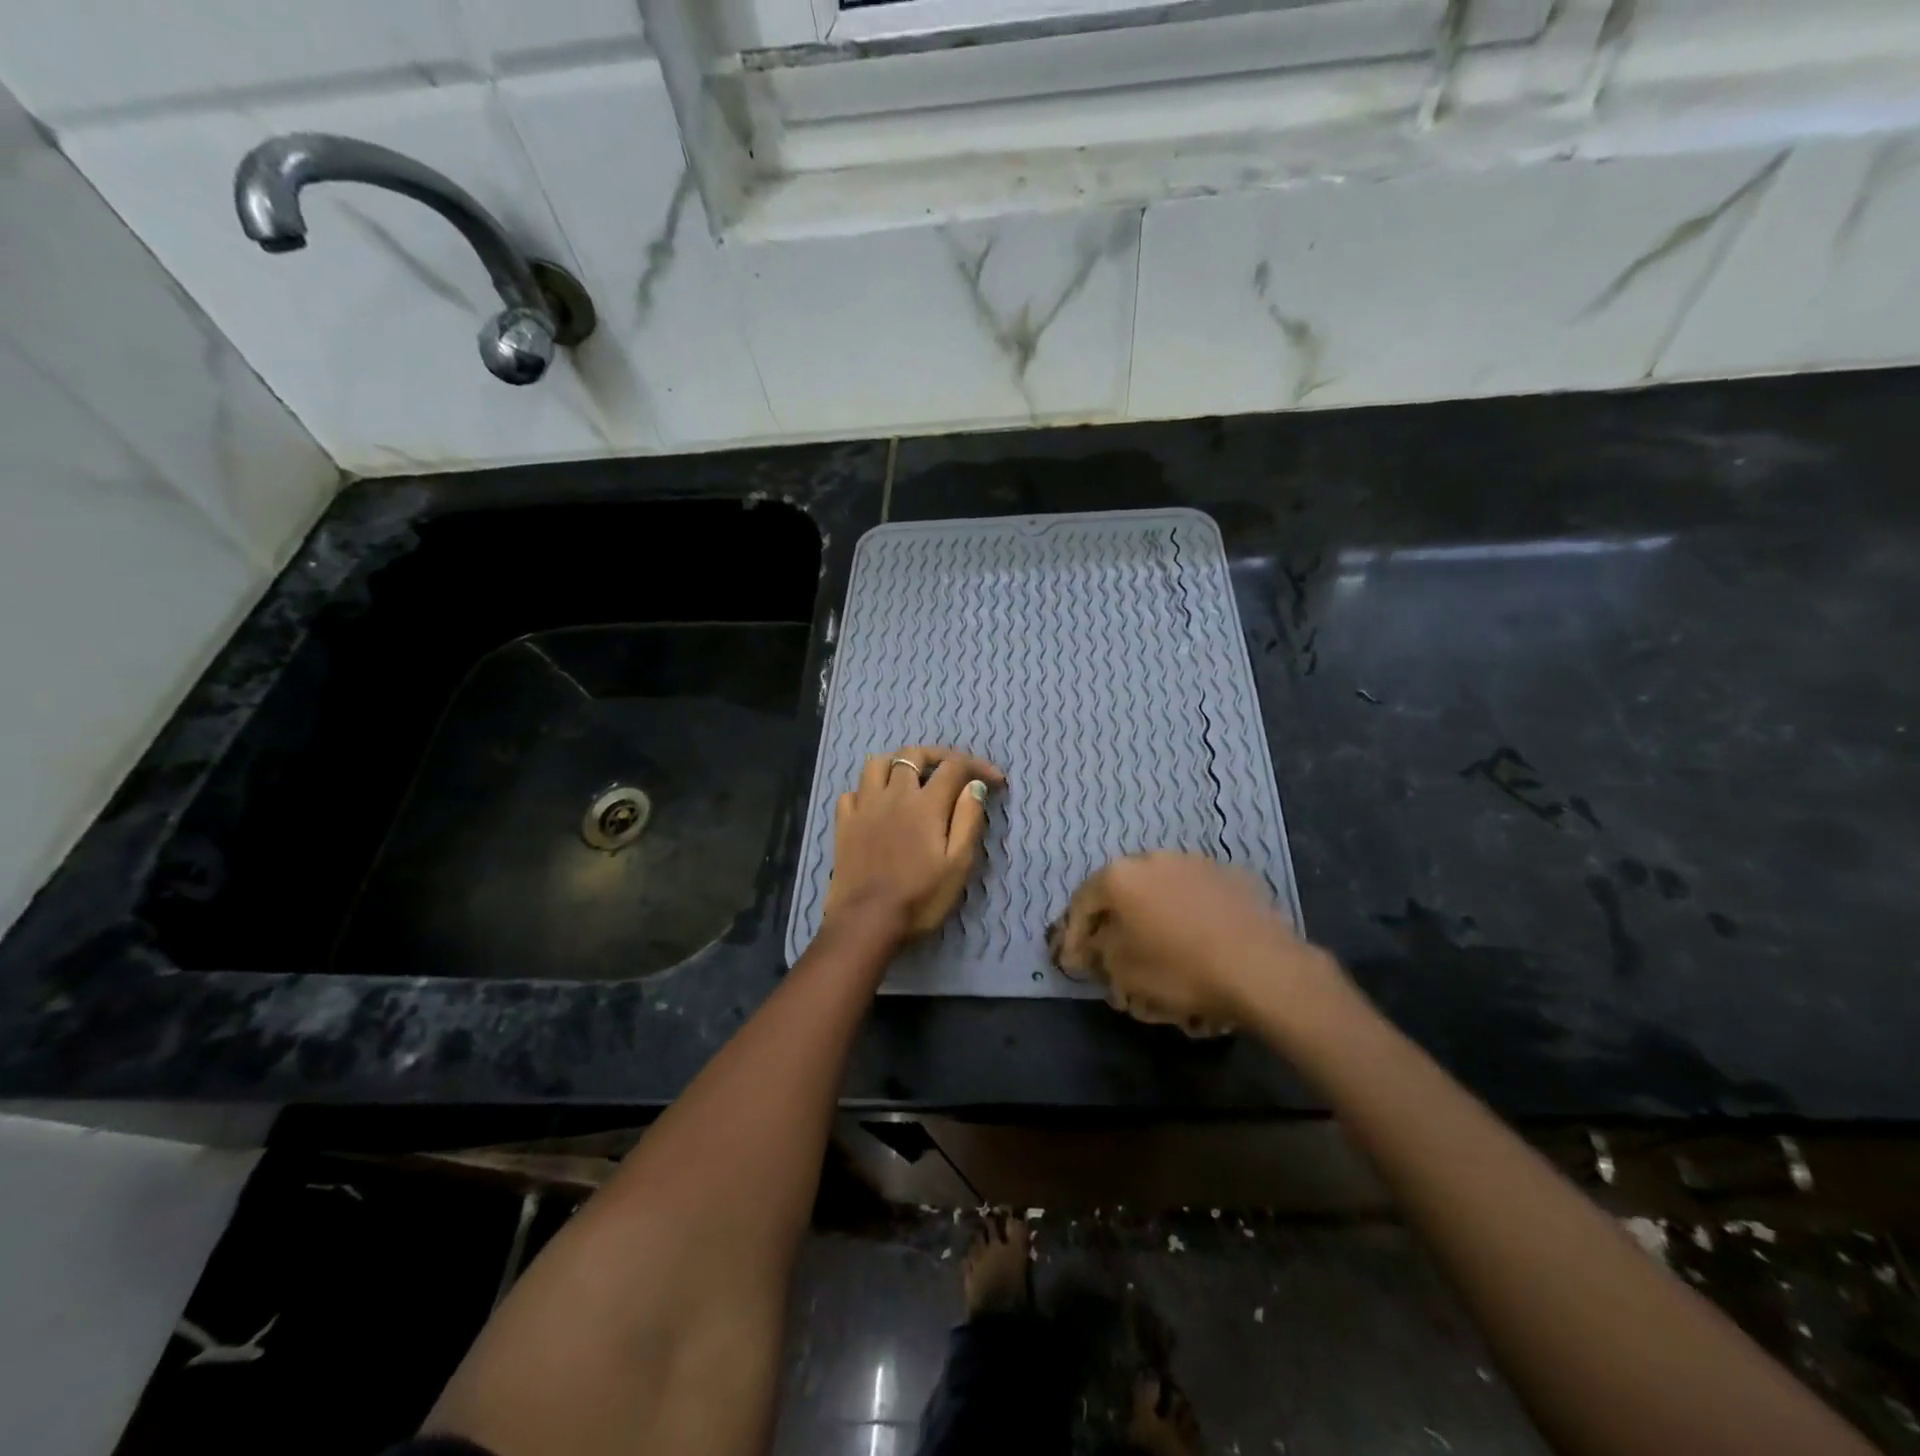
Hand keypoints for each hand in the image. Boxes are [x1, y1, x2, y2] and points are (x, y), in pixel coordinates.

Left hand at [822, 746, 1006, 939]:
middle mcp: (893, 795)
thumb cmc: (919, 897)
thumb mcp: (958, 864)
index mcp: (925, 804)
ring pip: (877, 763)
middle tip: (955, 772)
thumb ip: (968, 820)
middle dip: (939, 756)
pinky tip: (876, 804)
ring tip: (911, 778)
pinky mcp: (844, 823)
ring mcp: (864, 806)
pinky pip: (852, 791)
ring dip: (897, 763)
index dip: (978, 766)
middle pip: (914, 754)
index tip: (996, 781)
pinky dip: (867, 790)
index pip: (955, 767)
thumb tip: (974, 786)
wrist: (866, 921)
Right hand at [1048, 851, 1336, 1034]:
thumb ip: (1098, 952)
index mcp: (1120, 875)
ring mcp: (1196, 862)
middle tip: (1115, 954)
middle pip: (1123, 892)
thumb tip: (1093, 945)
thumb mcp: (1122, 970)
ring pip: (1162, 891)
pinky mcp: (1233, 876)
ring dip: (1154, 917)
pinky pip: (1197, 897)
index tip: (1075, 963)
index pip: (1083, 902)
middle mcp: (1154, 857)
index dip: (1074, 935)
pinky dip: (1190, 915)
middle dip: (1116, 923)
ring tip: (1160, 949)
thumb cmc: (1179, 969)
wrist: (1261, 968)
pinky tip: (1199, 942)